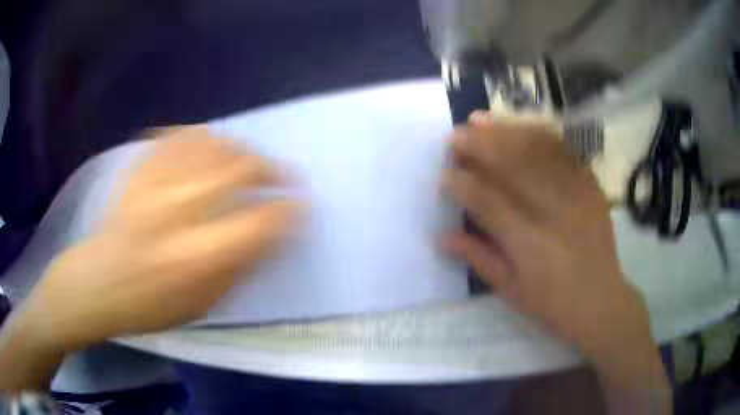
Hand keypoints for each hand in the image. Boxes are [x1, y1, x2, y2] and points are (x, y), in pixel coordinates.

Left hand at [21, 126, 299, 350]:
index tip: (300, 204)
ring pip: (210, 145)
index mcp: (198, 258)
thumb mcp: (204, 305)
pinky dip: (200, 135)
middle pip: (236, 170)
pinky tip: (210, 143)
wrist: (98, 283)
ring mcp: (155, 185)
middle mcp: (178, 214)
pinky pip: (176, 136)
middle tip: (281, 174)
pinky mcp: (139, 171)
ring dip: (239, 148)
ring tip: (248, 158)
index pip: (260, 221)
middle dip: (269, 168)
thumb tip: (269, 232)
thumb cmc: (152, 306)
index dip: (288, 209)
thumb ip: (239, 267)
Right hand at [446, 113, 666, 391]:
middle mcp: (555, 213)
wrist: (601, 299)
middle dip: (479, 145)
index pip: (489, 203)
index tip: (445, 174)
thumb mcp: (512, 291)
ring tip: (479, 120)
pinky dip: (538, 134)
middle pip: (513, 166)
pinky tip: (519, 127)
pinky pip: (563, 151)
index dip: (463, 184)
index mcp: (531, 246)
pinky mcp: (591, 186)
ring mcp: (578, 194)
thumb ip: (478, 258)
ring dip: (505, 131)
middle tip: (455, 135)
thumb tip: (442, 235)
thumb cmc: (553, 304)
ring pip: (538, 150)